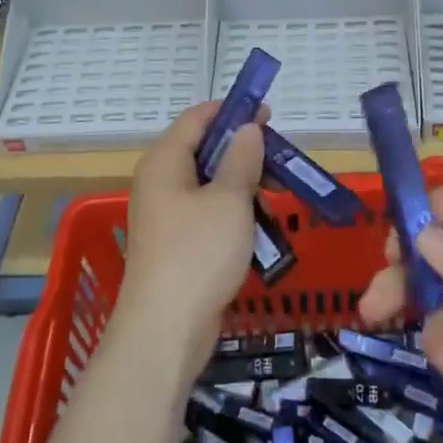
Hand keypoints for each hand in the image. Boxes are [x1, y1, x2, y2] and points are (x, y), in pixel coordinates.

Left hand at [117, 101, 266, 369]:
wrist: (165, 331)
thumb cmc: (199, 254)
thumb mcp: (229, 199)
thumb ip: (242, 158)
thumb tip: (247, 128)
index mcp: (165, 161)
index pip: (198, 118)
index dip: (233, 111)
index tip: (269, 113)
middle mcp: (160, 182)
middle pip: (205, 151)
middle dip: (245, 152)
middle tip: (282, 162)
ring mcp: (167, 216)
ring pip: (211, 186)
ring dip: (244, 187)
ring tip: (276, 200)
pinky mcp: (177, 245)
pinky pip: (209, 215)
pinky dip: (234, 215)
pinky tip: (260, 230)